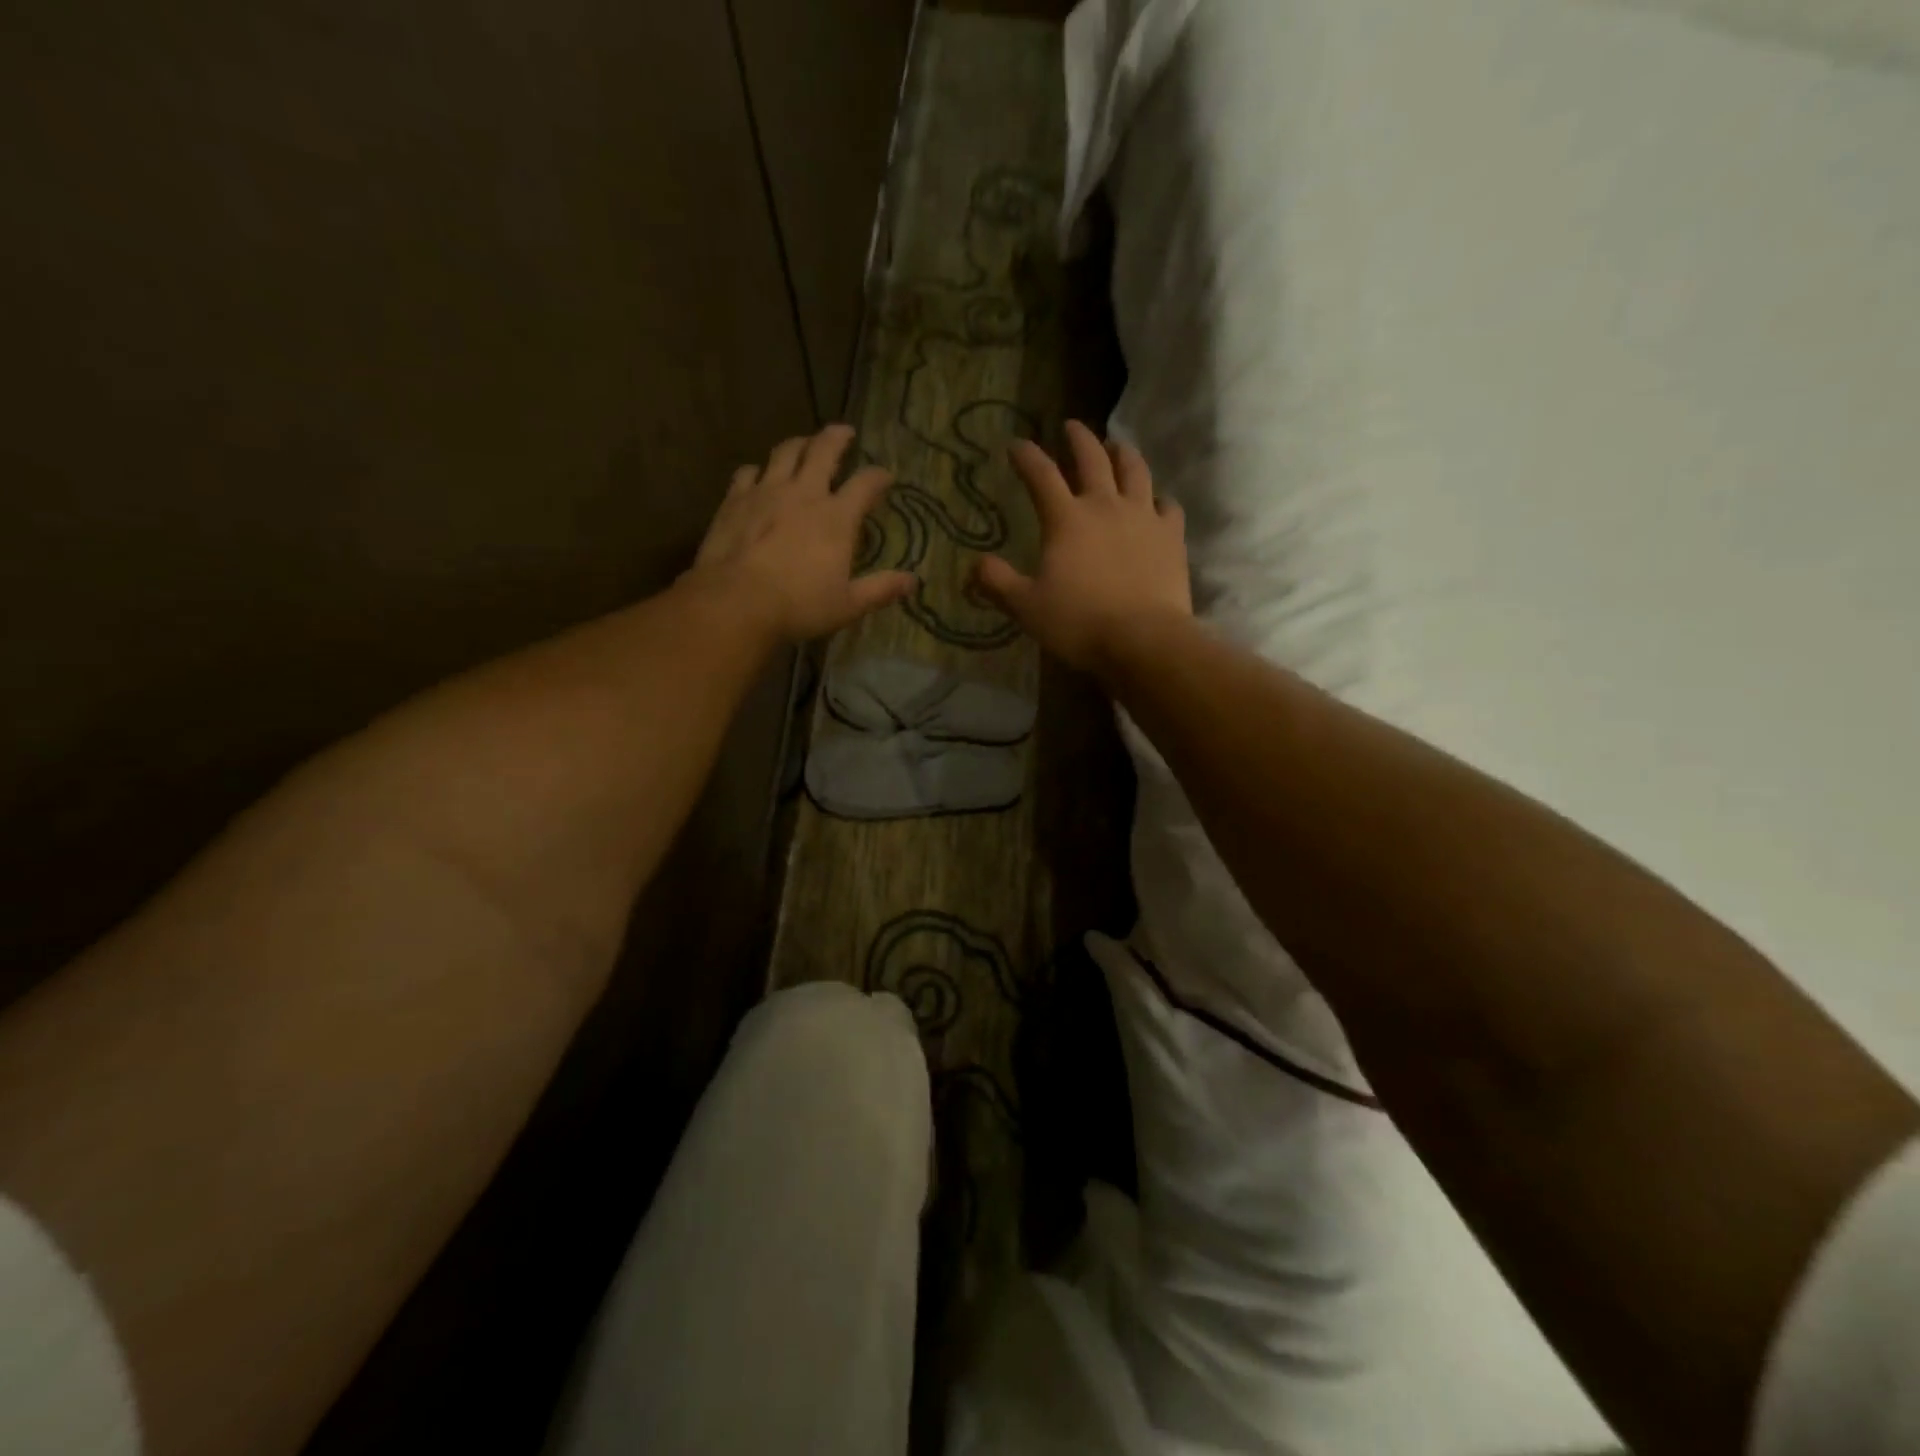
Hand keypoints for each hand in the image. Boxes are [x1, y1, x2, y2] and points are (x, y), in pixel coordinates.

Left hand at [689, 424, 915, 641]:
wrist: (736, 603)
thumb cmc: (799, 606)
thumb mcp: (848, 605)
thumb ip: (881, 589)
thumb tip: (913, 582)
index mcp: (836, 518)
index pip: (865, 484)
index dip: (879, 476)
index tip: (886, 476)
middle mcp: (804, 494)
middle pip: (823, 450)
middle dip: (837, 437)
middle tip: (845, 432)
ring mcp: (766, 492)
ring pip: (785, 452)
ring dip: (799, 444)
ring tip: (805, 444)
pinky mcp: (735, 500)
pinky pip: (748, 472)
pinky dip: (758, 469)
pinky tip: (759, 475)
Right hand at [974, 420, 1190, 673]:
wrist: (1143, 639)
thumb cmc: (1079, 622)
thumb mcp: (1026, 606)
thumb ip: (998, 582)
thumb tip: (975, 564)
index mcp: (1066, 519)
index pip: (1041, 475)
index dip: (1026, 456)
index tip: (1016, 445)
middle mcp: (1105, 506)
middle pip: (1093, 458)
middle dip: (1078, 438)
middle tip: (1071, 426)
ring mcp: (1143, 517)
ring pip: (1135, 471)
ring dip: (1123, 454)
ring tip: (1117, 446)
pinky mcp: (1172, 536)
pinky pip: (1168, 506)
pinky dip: (1159, 499)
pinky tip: (1157, 502)